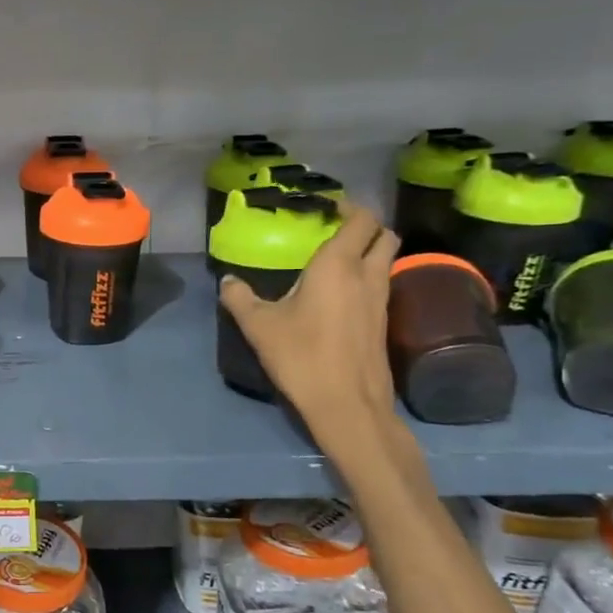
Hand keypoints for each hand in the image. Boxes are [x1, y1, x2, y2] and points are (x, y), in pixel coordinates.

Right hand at [219, 202, 399, 452]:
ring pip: (385, 261)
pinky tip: (339, 296)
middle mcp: (367, 276)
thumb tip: (228, 281)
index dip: (348, 207)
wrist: (346, 405)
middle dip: (365, 226)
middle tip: (335, 231)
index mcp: (338, 265)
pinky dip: (366, 279)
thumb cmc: (301, 356)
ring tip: (333, 262)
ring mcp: (381, 300)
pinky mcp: (383, 324)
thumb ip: (239, 298)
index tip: (326, 208)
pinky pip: (380, 286)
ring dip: (367, 253)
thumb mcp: (258, 326)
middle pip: (384, 235)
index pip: (361, 219)